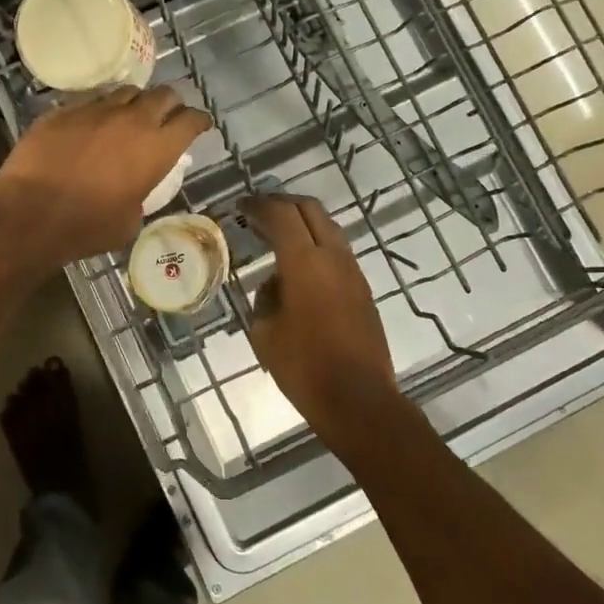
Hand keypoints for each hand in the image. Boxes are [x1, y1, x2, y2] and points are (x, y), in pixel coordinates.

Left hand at [0, 86, 211, 265]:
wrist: (31, 212)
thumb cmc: (87, 226)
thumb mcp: (129, 221)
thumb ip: (141, 196)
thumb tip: (134, 191)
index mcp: (157, 148)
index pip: (191, 120)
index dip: (199, 121)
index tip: (200, 125)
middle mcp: (132, 120)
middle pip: (164, 95)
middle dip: (171, 104)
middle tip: (167, 117)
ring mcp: (96, 110)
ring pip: (127, 91)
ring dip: (134, 103)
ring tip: (128, 117)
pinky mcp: (65, 110)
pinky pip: (91, 101)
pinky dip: (99, 111)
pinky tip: (91, 126)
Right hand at [243, 195, 404, 445]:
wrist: (359, 400)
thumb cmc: (304, 367)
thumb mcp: (265, 332)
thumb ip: (266, 296)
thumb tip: (276, 282)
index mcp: (304, 262)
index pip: (280, 214)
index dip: (258, 205)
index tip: (240, 206)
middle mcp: (333, 256)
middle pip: (309, 209)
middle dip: (282, 204)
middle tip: (258, 211)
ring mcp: (353, 271)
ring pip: (327, 227)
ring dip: (302, 222)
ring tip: (276, 234)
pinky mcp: (363, 289)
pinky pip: (336, 250)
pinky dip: (315, 243)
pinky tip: (298, 264)